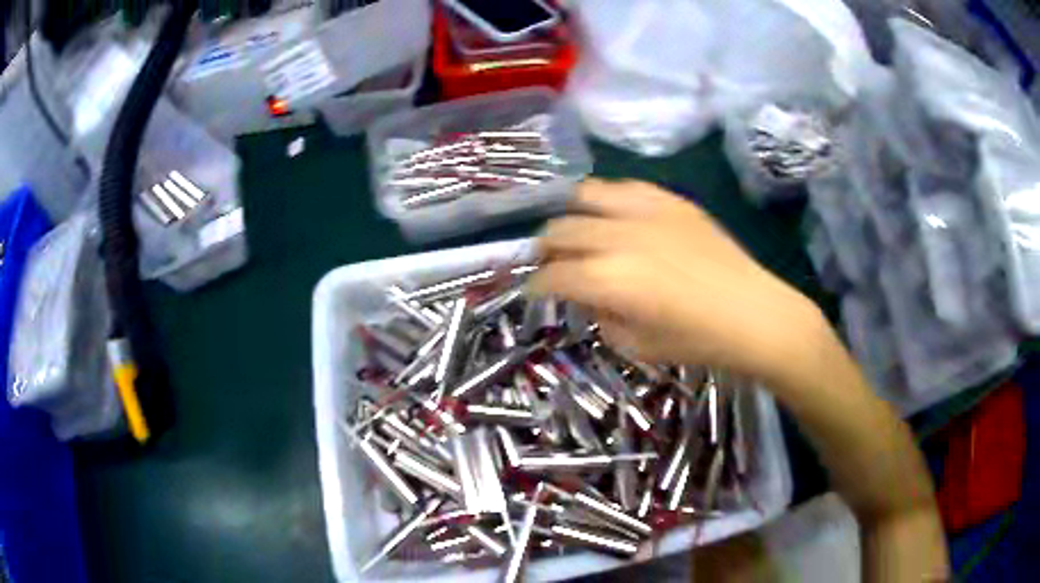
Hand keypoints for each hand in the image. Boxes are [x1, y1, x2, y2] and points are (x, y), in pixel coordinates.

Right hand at [531, 179, 824, 380]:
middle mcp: (619, 236)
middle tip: (553, 265)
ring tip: (579, 233)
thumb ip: (600, 315)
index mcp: (608, 280)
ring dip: (571, 216)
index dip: (537, 287)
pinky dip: (608, 200)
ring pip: (584, 195)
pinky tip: (614, 217)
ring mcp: (647, 211)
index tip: (535, 293)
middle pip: (560, 230)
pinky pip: (624, 187)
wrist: (754, 314)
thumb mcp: (635, 344)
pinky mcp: (671, 200)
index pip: (553, 275)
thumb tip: (586, 295)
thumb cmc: (697, 341)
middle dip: (546, 250)